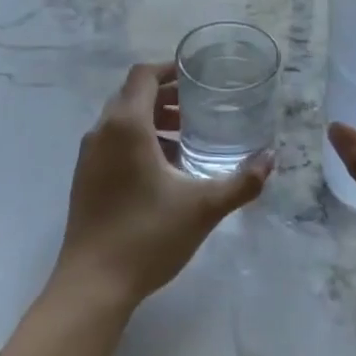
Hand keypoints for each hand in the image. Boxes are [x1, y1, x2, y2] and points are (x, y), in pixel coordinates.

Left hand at [53, 62, 270, 313]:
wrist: (92, 286)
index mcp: (126, 126)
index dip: (169, 69)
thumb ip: (241, 181)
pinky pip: (113, 143)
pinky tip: (164, 170)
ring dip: (152, 120)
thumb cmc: (147, 236)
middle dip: (165, 96)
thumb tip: (270, 159)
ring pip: (121, 121)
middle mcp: (102, 132)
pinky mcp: (85, 179)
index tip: (197, 77)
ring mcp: (88, 157)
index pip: (143, 75)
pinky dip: (138, 141)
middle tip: (199, 108)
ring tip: (186, 138)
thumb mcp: (203, 207)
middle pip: (132, 95)